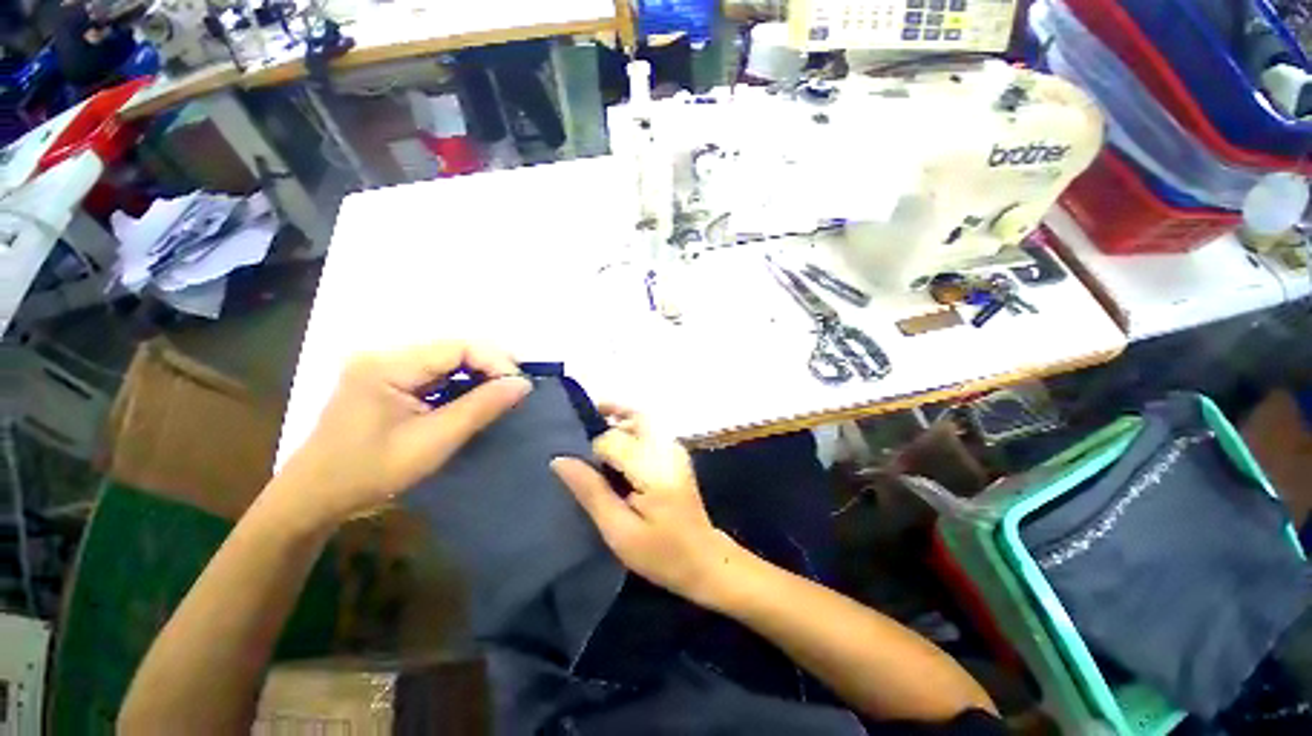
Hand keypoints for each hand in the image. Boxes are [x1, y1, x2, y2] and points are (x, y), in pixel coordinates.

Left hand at [277, 342, 531, 527]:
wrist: (313, 497)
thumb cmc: (370, 472)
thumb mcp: (433, 442)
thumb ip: (480, 408)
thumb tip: (522, 384)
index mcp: (388, 365)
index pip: (458, 346)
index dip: (495, 361)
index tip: (519, 388)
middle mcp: (385, 355)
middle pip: (453, 349)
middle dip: (490, 368)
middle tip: (514, 392)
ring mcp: (383, 366)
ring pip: (447, 360)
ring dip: (477, 376)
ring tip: (499, 397)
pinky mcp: (385, 379)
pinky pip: (434, 373)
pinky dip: (459, 384)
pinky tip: (471, 401)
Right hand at [551, 407, 741, 604]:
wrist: (703, 559)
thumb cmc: (660, 552)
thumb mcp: (618, 530)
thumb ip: (591, 491)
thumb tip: (559, 460)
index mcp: (654, 467)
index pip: (613, 439)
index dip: (592, 450)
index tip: (579, 467)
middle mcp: (667, 449)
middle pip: (635, 414)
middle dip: (608, 415)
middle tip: (581, 431)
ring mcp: (675, 448)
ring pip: (642, 419)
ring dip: (618, 421)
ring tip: (595, 443)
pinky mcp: (676, 453)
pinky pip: (649, 430)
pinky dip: (629, 430)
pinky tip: (615, 452)